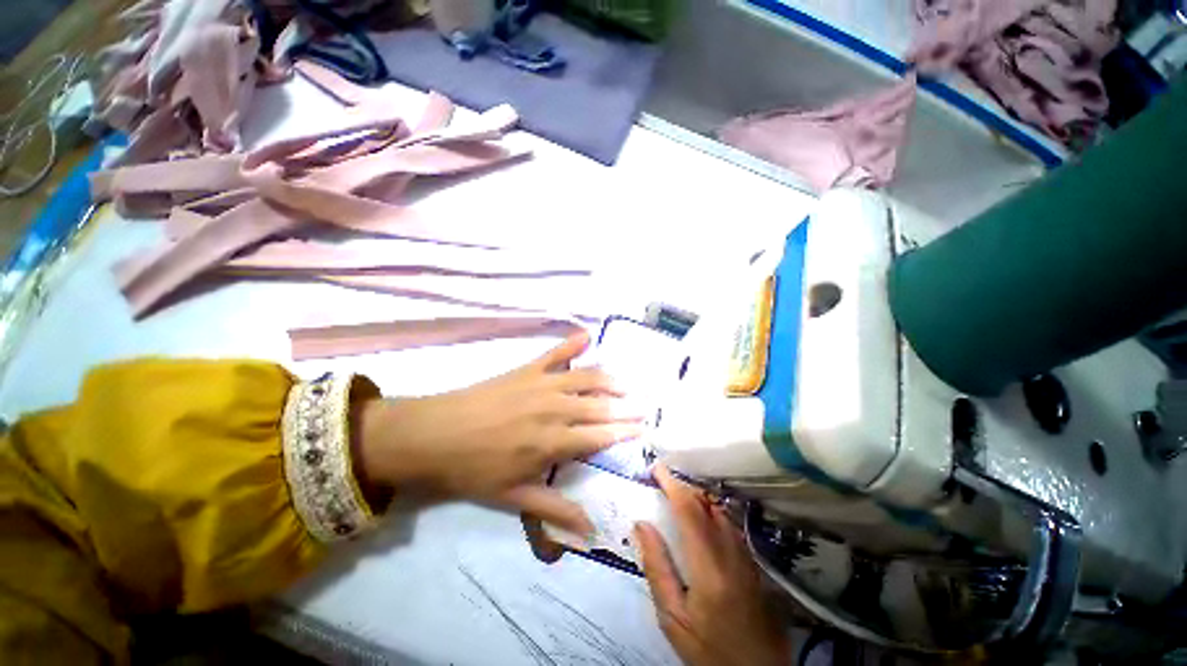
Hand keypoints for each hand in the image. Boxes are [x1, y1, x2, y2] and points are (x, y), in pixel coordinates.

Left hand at [356, 332, 643, 534]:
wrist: (433, 435)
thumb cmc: (473, 469)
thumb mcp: (513, 497)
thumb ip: (554, 510)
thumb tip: (590, 531)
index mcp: (552, 442)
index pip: (599, 436)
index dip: (623, 433)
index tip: (643, 429)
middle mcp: (554, 409)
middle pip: (598, 407)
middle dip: (624, 408)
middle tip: (643, 407)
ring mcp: (541, 384)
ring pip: (585, 378)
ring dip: (608, 380)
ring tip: (624, 383)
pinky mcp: (526, 369)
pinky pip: (554, 353)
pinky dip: (571, 343)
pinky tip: (587, 335)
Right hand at [635, 466, 790, 665]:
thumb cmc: (709, 648)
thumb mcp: (673, 618)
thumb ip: (657, 568)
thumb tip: (642, 524)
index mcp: (708, 566)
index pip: (688, 511)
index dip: (672, 484)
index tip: (656, 469)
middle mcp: (731, 551)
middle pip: (706, 504)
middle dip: (682, 485)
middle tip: (661, 480)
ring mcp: (745, 555)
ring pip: (720, 510)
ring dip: (697, 495)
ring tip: (676, 493)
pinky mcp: (752, 561)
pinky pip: (729, 523)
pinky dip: (710, 509)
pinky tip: (700, 515)